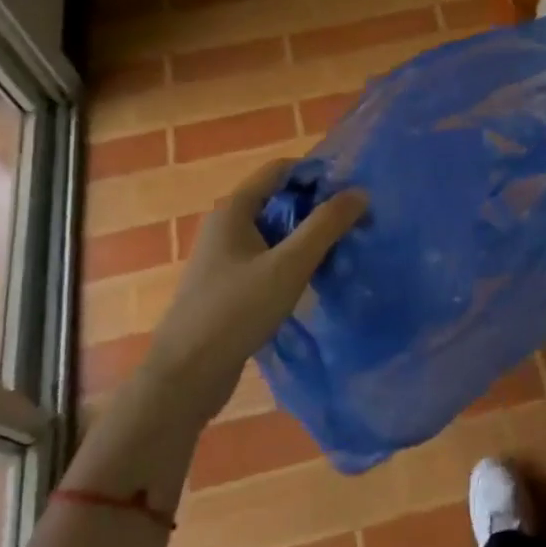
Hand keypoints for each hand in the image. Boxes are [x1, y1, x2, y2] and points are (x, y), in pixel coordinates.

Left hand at [141, 157, 366, 425]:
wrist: (186, 376)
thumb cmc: (235, 311)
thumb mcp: (288, 266)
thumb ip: (325, 226)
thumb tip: (360, 192)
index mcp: (234, 210)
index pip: (280, 170)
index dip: (317, 174)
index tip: (352, 192)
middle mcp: (226, 226)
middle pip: (280, 200)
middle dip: (317, 207)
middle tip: (355, 224)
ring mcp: (225, 257)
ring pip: (276, 232)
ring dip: (308, 236)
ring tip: (343, 250)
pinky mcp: (229, 285)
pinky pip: (268, 258)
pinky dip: (293, 260)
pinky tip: (315, 278)